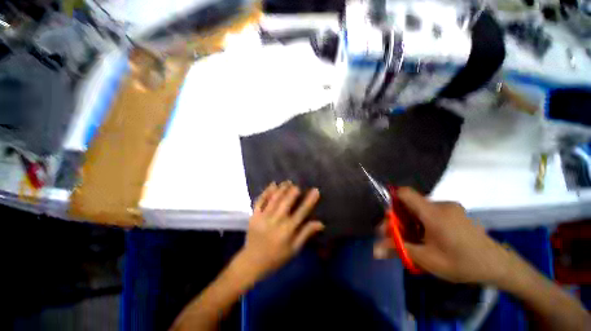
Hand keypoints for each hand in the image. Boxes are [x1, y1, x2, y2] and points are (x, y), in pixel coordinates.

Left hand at [236, 181, 323, 281]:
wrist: (251, 262)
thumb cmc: (276, 257)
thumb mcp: (294, 249)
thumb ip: (306, 234)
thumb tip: (321, 223)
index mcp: (288, 230)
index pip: (302, 211)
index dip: (310, 200)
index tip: (315, 190)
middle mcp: (276, 220)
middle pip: (286, 201)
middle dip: (293, 191)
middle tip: (297, 185)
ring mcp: (263, 217)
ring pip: (274, 198)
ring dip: (281, 188)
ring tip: (287, 182)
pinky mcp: (254, 215)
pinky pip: (260, 200)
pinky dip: (266, 191)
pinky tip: (272, 185)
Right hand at [374, 187, 510, 283]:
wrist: (499, 266)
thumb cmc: (462, 262)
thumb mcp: (427, 259)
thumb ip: (399, 250)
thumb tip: (375, 250)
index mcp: (433, 212)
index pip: (404, 193)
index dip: (392, 200)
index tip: (390, 219)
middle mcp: (441, 205)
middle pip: (411, 204)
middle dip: (400, 218)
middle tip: (398, 235)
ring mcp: (451, 208)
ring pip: (421, 209)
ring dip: (412, 222)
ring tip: (415, 240)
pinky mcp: (457, 212)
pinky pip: (432, 212)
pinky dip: (424, 222)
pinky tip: (429, 238)